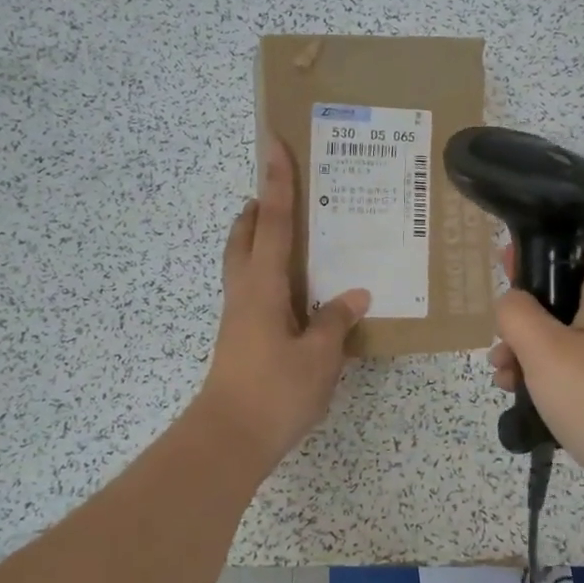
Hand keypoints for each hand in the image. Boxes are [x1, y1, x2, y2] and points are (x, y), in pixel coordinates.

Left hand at [196, 140, 369, 469]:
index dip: (277, 182)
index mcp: (263, 286)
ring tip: (289, 233)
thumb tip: (354, 296)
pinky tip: (295, 290)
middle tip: (279, 190)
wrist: (229, 439)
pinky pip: (252, 287)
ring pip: (242, 262)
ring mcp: (237, 315)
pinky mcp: (239, 336)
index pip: (272, 222)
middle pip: (244, 236)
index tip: (273, 144)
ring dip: (257, 238)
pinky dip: (267, 271)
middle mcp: (244, 291)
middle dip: (257, 207)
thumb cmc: (275, 392)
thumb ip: (335, 321)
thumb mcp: (319, 356)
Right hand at [489, 247, 583, 551]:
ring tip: (502, 380)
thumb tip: (510, 302)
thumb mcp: (546, 349)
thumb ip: (517, 314)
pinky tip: (522, 404)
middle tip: (499, 345)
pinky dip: (544, 386)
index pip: (576, 255)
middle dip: (522, 321)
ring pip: (561, 345)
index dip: (538, 257)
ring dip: (526, 357)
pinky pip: (571, 380)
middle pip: (562, 303)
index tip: (502, 267)